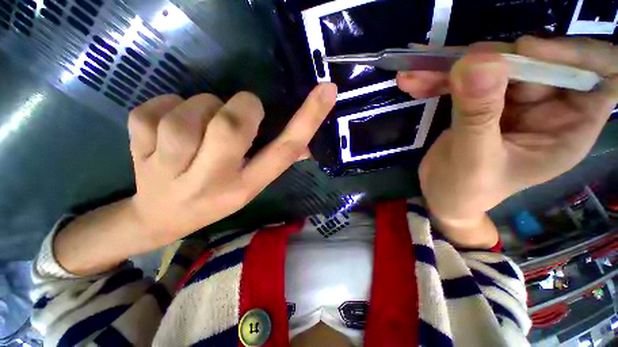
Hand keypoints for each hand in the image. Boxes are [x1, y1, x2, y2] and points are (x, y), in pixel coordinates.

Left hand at [128, 84, 336, 244]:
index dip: (308, 119)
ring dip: (200, 108)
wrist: (161, 218)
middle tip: (235, 113)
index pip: (284, 150)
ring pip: (191, 112)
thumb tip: (306, 145)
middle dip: (239, 107)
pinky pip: (155, 107)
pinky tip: (163, 130)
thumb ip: (277, 160)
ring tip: (196, 128)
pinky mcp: (137, 150)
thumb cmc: (216, 198)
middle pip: (231, 124)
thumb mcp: (252, 184)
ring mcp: (170, 169)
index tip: (326, 90)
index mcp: (247, 187)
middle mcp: (213, 181)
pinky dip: (164, 107)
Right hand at [397, 37, 617, 241]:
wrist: (442, 195)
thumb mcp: (473, 160)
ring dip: (452, 67)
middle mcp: (548, 108)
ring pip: (494, 65)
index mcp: (567, 129)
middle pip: (535, 61)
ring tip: (415, 75)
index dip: (574, 53)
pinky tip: (413, 83)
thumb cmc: (465, 191)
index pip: (602, 75)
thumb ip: (478, 116)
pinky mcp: (484, 101)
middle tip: (449, 65)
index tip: (525, 50)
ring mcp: (514, 102)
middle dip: (492, 58)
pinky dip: (438, 79)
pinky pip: (464, 79)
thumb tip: (476, 62)